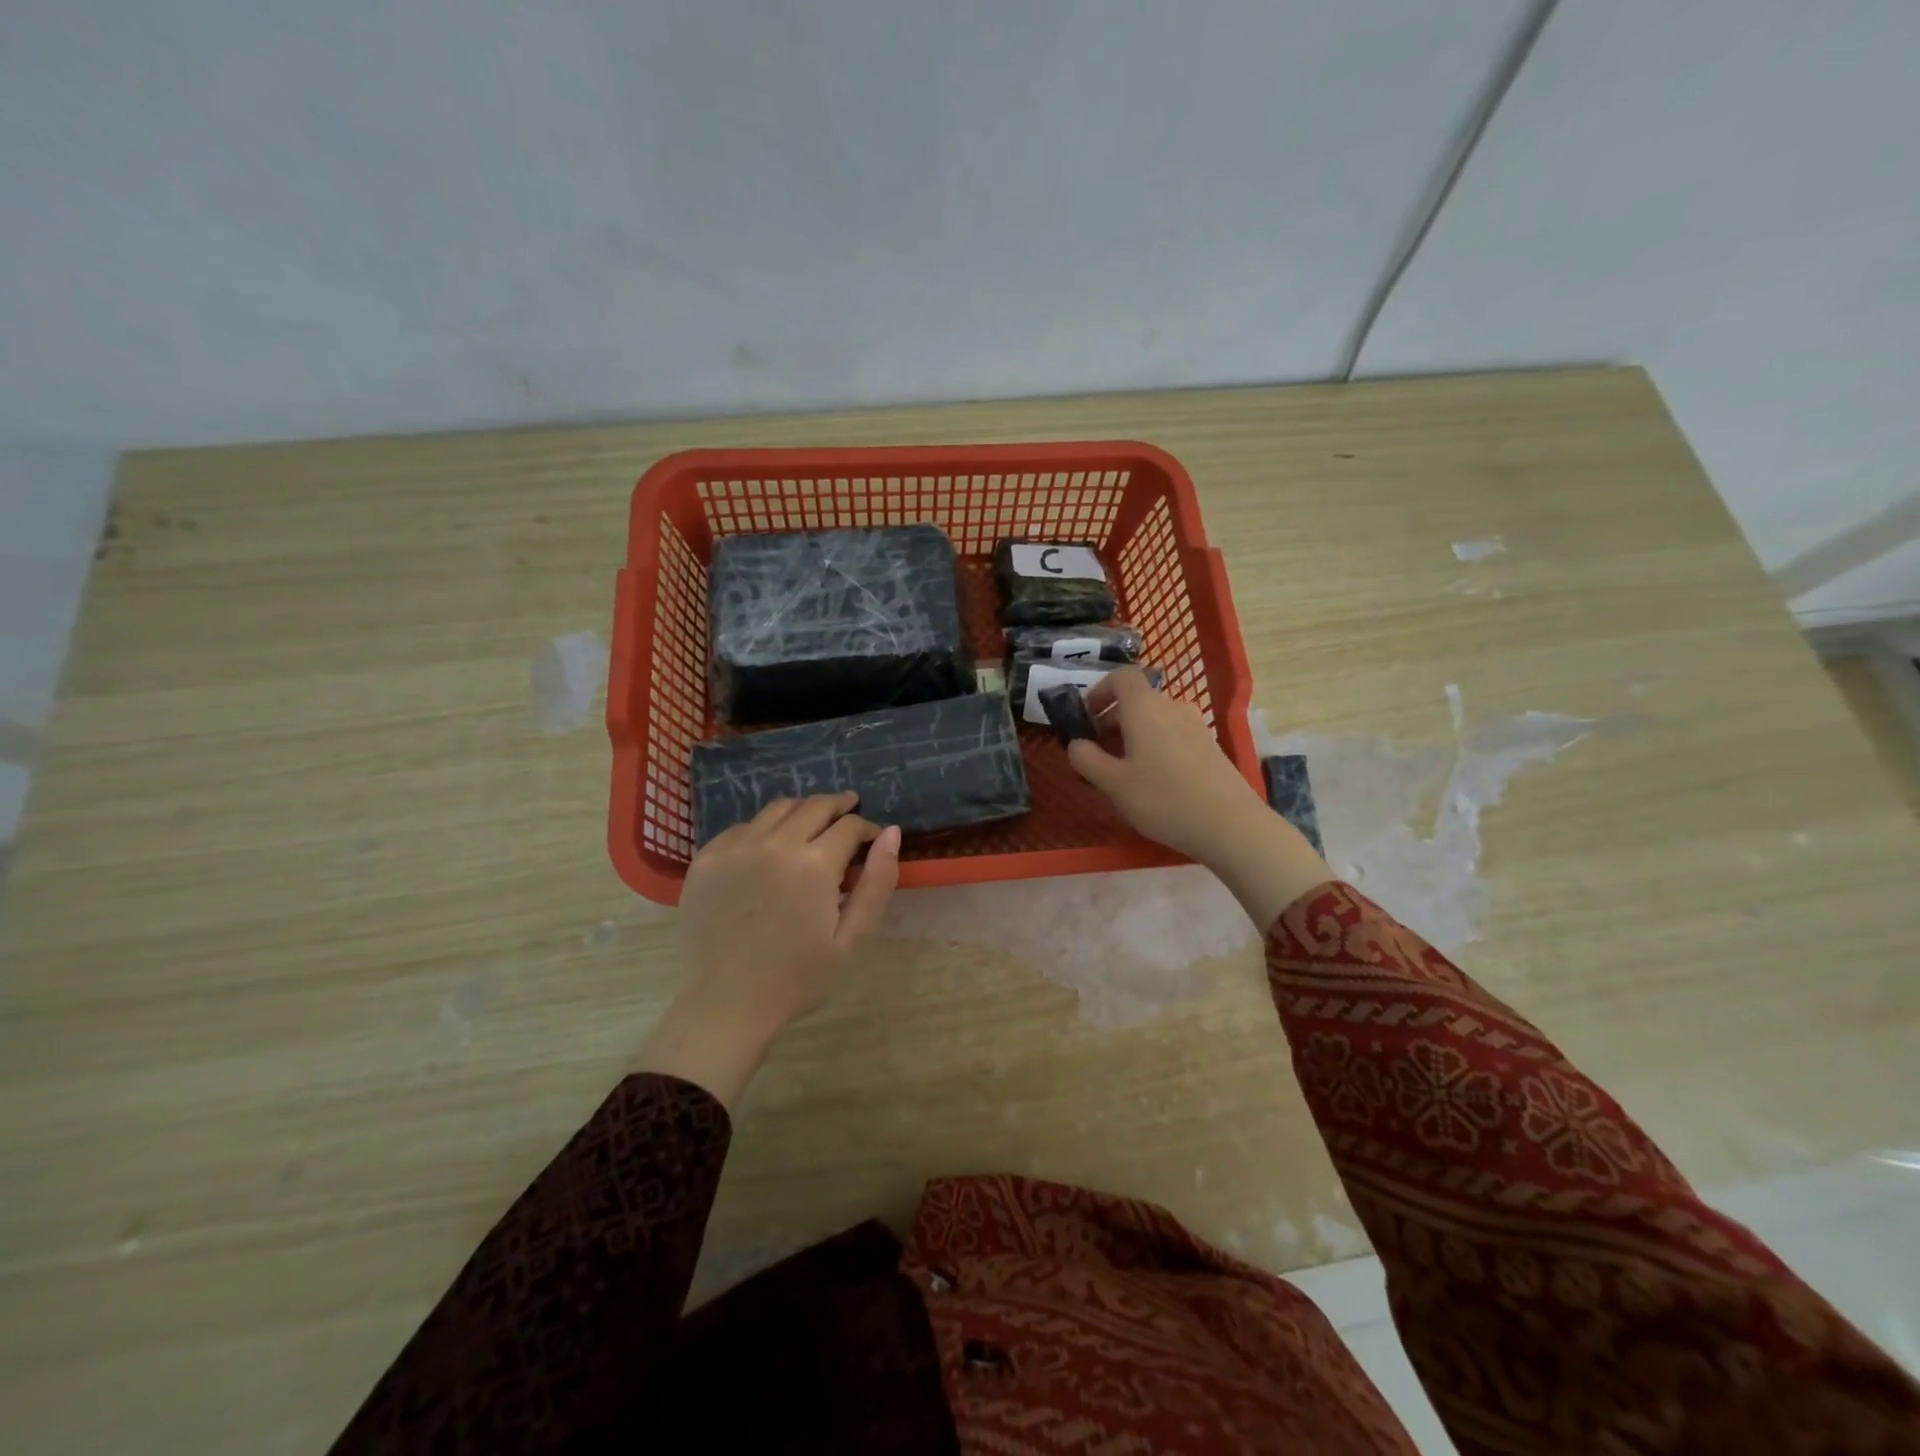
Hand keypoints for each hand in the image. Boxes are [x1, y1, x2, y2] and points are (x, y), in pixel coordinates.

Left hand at [637, 792, 900, 1108]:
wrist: (724, 1006)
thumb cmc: (796, 979)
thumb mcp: (851, 939)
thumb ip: (877, 883)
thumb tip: (892, 833)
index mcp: (813, 864)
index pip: (849, 825)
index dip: (867, 827)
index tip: (873, 837)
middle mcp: (774, 844)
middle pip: (814, 806)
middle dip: (838, 806)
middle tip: (849, 809)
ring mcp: (735, 847)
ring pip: (777, 808)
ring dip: (802, 810)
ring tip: (813, 821)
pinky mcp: (706, 858)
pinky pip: (743, 827)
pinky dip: (764, 828)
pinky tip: (770, 847)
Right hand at [1067, 669, 1330, 927]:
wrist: (1230, 824)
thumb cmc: (1163, 799)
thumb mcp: (1113, 784)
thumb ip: (1087, 759)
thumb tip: (1076, 743)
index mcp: (1145, 708)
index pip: (1121, 677)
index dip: (1100, 691)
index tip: (1086, 717)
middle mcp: (1171, 707)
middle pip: (1137, 700)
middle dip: (1111, 720)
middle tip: (1096, 753)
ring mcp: (1195, 726)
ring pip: (1155, 719)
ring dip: (1133, 735)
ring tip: (1122, 771)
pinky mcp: (1209, 746)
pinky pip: (1172, 734)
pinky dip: (1154, 746)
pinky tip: (1152, 780)